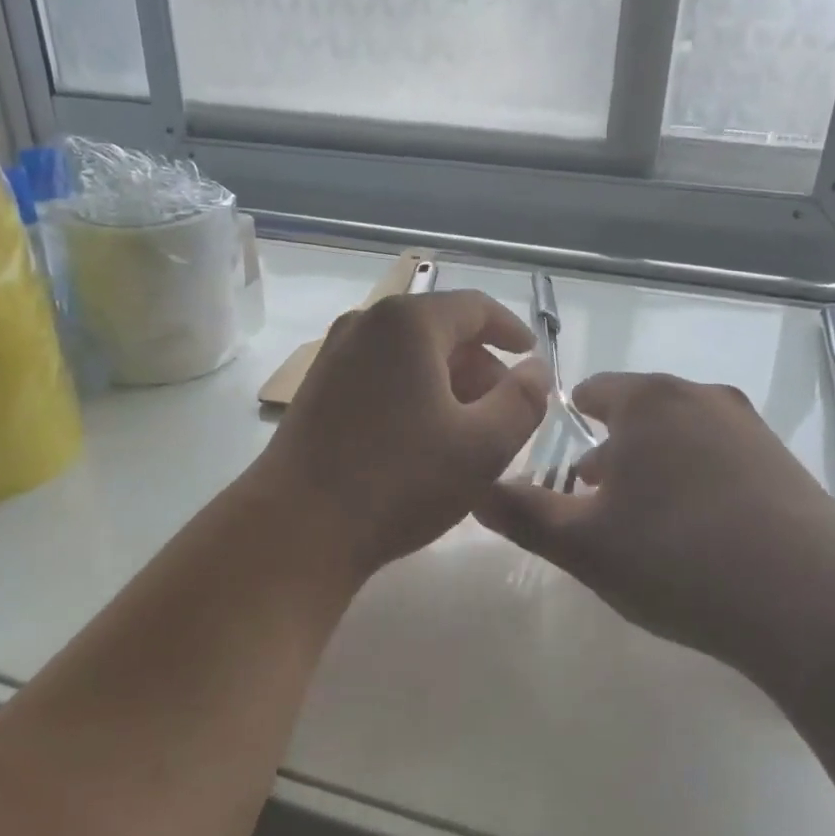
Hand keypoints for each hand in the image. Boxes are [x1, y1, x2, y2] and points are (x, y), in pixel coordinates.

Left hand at [253, 290, 548, 578]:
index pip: (475, 308)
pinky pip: (381, 376)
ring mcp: (334, 356)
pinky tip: (423, 440)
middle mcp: (366, 324)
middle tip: (505, 410)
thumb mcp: (483, 446)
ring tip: (468, 431)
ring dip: (447, 384)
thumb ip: (523, 400)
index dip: (511, 331)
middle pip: (440, 331)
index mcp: (409, 323)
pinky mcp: (317, 389)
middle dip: (480, 366)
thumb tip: (536, 370)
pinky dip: (412, 394)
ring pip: (409, 356)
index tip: (531, 359)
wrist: (298, 527)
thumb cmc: (400, 481)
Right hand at [477, 372, 834, 673]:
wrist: (815, 602)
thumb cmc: (676, 558)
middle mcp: (702, 399)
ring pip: (682, 438)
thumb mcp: (582, 544)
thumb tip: (473, 490)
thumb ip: (521, 514)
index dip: (569, 425)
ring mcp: (751, 430)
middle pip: (640, 414)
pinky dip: (698, 485)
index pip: (593, 391)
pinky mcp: (786, 466)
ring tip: (644, 524)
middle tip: (594, 503)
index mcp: (648, 402)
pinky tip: (700, 537)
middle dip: (611, 452)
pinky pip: (722, 462)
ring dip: (655, 469)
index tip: (561, 468)